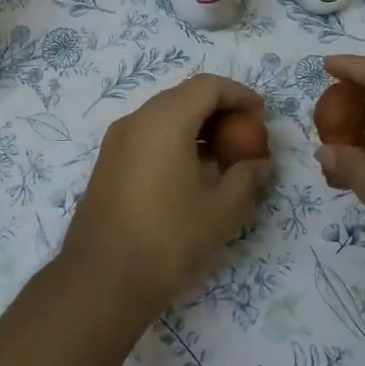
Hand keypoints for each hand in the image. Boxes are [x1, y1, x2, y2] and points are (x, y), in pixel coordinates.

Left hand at [62, 74, 272, 319]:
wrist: (103, 279)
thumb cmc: (169, 238)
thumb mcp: (222, 209)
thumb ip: (247, 176)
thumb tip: (259, 162)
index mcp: (164, 121)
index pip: (207, 86)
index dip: (239, 95)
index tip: (261, 116)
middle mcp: (136, 120)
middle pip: (184, 96)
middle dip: (219, 110)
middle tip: (246, 136)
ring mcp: (116, 141)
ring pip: (164, 116)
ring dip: (196, 126)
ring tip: (223, 157)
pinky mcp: (108, 163)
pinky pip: (148, 135)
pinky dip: (174, 140)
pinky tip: (192, 172)